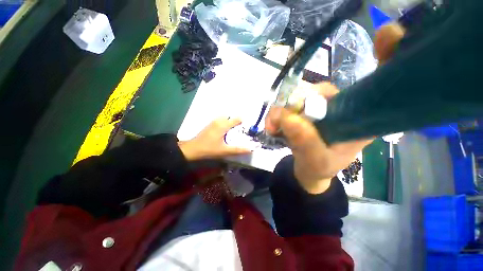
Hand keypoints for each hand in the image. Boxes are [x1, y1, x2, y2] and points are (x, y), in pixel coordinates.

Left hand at [179, 118, 250, 160]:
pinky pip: (219, 120)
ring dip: (229, 121)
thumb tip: (250, 149)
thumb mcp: (225, 151)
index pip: (236, 119)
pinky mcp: (209, 125)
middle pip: (230, 116)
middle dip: (235, 120)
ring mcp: (213, 122)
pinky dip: (224, 122)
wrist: (193, 149)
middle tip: (239, 129)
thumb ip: (238, 150)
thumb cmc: (209, 149)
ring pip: (224, 117)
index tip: (245, 127)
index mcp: (223, 125)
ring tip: (233, 130)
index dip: (242, 122)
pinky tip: (224, 131)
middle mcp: (218, 121)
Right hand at [265, 23, 405, 193]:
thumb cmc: (320, 168)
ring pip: (299, 98)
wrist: (308, 171)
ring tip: (272, 128)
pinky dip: (276, 116)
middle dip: (300, 101)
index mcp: (361, 119)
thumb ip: (305, 142)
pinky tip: (272, 127)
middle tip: (282, 121)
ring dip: (281, 112)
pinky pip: (287, 107)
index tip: (385, 36)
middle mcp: (341, 108)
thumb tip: (288, 116)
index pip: (380, 85)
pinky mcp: (303, 113)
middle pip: (322, 90)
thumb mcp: (316, 160)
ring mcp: (319, 109)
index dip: (388, 56)